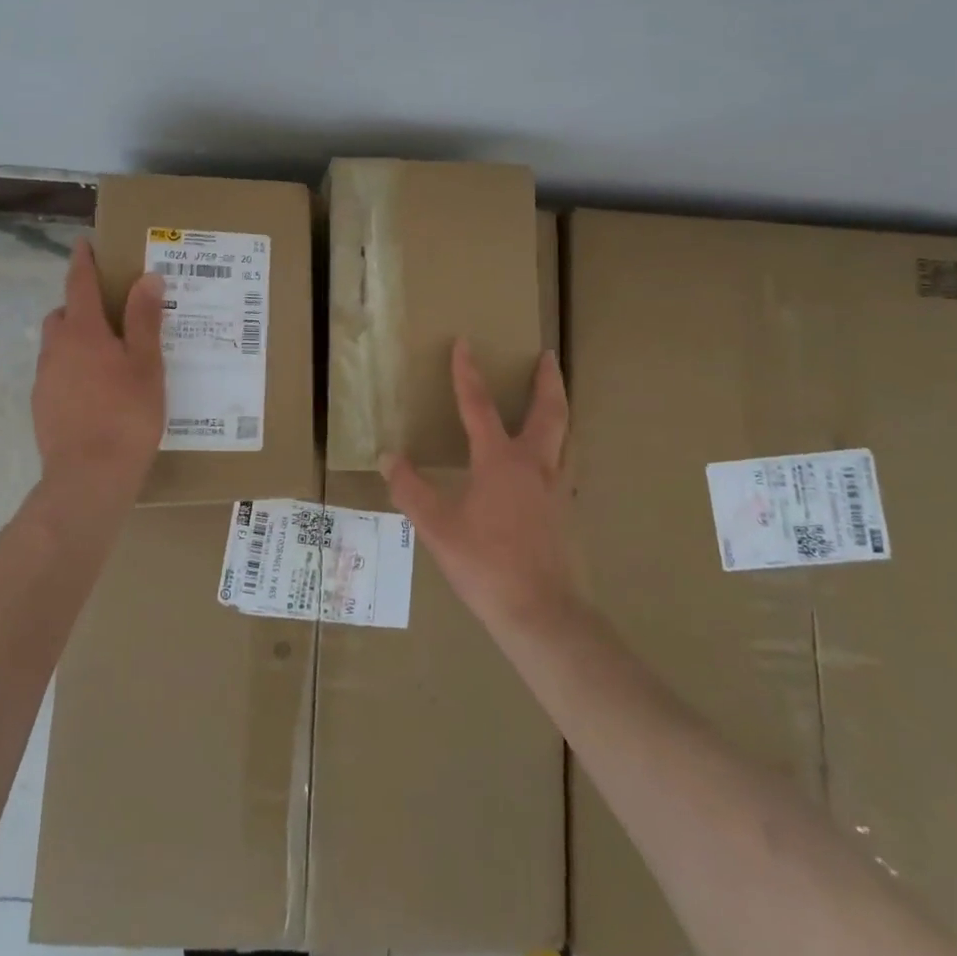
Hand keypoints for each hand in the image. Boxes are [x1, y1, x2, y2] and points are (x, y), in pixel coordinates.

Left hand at [30, 240, 166, 512]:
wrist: (88, 479)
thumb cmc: (126, 415)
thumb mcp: (146, 364)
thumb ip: (144, 319)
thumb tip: (146, 277)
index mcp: (83, 332)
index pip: (79, 284)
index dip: (83, 262)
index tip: (84, 244)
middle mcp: (56, 349)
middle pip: (64, 314)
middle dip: (81, 305)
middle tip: (112, 313)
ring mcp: (45, 380)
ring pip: (58, 346)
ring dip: (77, 339)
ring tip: (109, 357)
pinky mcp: (42, 408)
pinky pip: (57, 373)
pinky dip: (73, 369)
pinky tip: (97, 392)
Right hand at [380, 338, 578, 629]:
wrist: (543, 614)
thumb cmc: (485, 565)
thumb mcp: (437, 527)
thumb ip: (410, 489)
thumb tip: (388, 455)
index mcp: (500, 461)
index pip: (479, 405)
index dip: (467, 373)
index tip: (464, 343)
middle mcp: (535, 465)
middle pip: (549, 411)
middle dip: (547, 380)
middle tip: (548, 356)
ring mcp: (558, 489)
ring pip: (566, 437)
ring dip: (560, 410)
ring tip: (555, 400)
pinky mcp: (567, 512)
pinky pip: (566, 466)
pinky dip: (561, 447)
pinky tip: (551, 463)